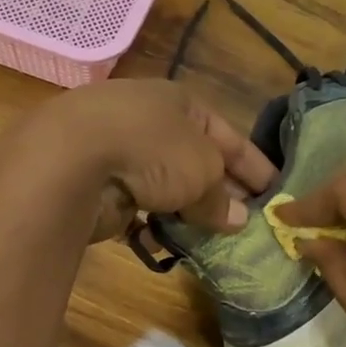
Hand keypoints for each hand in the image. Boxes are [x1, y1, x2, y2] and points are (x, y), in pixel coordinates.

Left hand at [0, 79, 276, 241]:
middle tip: (249, 224)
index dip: (254, 164)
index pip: (228, 134)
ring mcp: (119, 153)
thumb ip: (220, 195)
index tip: (276, 191)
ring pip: (166, 187)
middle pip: (196, 161)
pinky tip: (168, 244)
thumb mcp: (202, 169)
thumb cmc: (151, 148)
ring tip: (213, 241)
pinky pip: (137, 208)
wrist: (69, 159)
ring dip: (188, 212)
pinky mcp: (97, 185)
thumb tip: (238, 218)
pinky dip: (153, 224)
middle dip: (222, 191)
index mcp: (179, 102)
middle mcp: (149, 123)